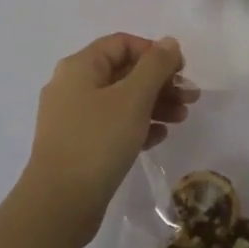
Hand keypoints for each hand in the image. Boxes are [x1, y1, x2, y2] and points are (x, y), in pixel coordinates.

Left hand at [25, 33, 196, 244]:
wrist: (59, 205)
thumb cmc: (98, 141)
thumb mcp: (133, 98)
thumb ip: (155, 66)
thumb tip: (169, 42)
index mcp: (80, 67)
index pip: (122, 44)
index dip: (154, 52)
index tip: (180, 71)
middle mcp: (72, 86)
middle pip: (123, 72)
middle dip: (160, 82)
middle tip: (190, 98)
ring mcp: (73, 118)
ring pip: (120, 100)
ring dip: (154, 104)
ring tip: (182, 119)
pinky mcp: (78, 146)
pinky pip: (112, 125)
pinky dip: (137, 126)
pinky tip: (159, 137)